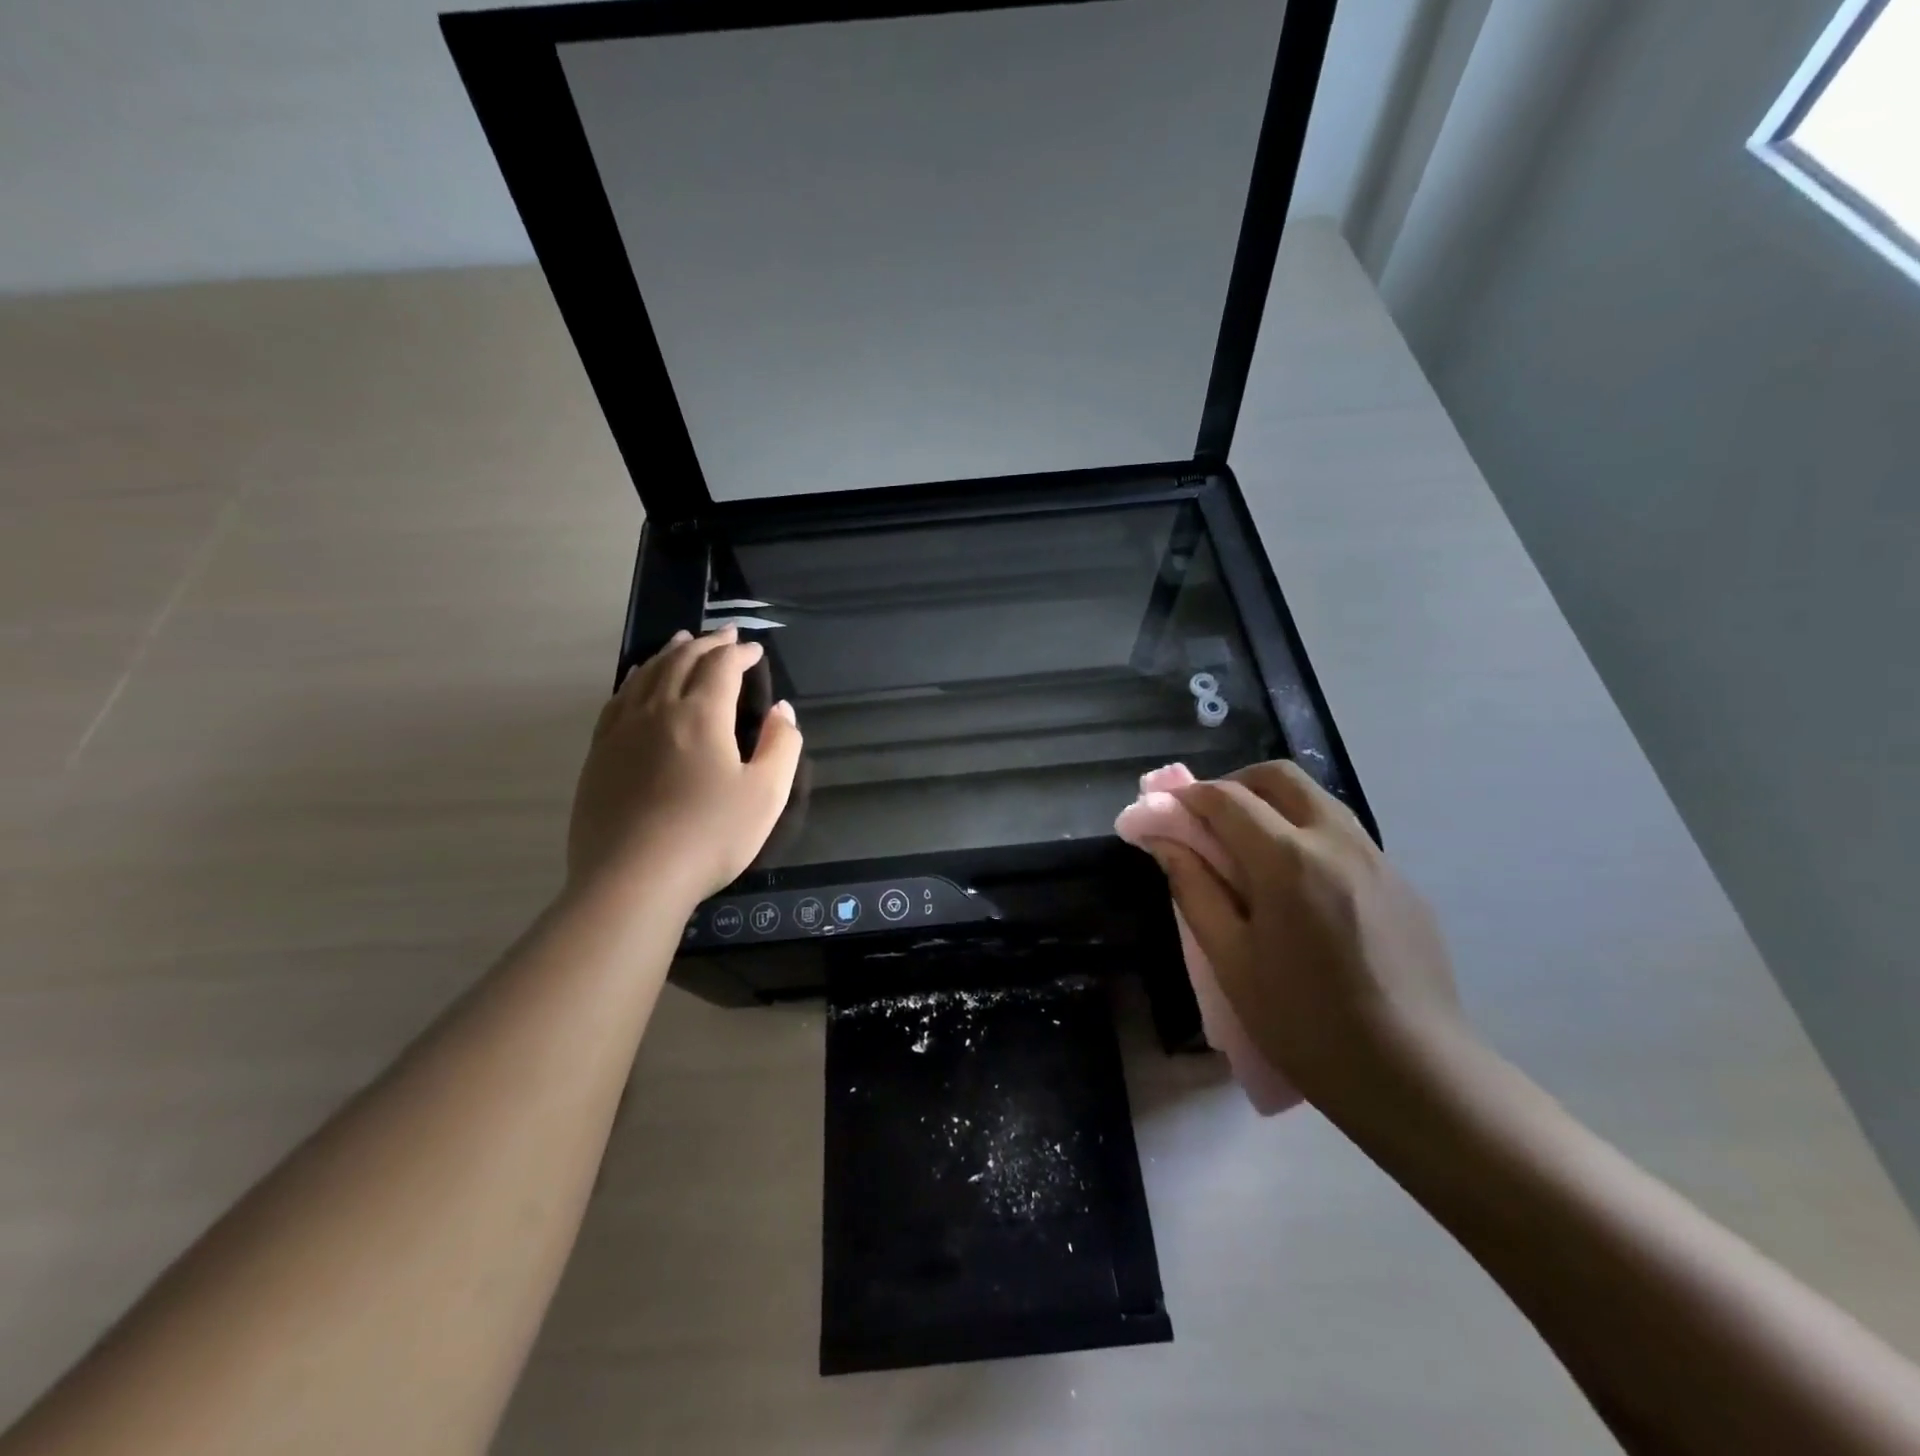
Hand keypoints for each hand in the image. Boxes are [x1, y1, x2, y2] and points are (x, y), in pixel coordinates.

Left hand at [567, 628, 802, 906]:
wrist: (633, 879)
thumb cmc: (709, 836)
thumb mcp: (766, 794)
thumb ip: (781, 746)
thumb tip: (783, 710)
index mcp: (700, 715)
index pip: (722, 667)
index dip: (740, 653)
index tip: (755, 650)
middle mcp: (657, 711)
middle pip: (681, 662)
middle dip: (707, 645)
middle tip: (725, 636)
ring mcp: (621, 732)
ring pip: (646, 676)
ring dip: (669, 654)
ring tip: (682, 642)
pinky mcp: (599, 755)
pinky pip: (617, 701)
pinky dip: (634, 680)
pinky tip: (638, 683)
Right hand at [1149, 760, 1462, 1109]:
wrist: (1416, 1076)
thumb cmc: (1305, 1023)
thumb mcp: (1231, 960)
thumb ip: (1193, 888)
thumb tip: (1164, 840)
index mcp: (1288, 860)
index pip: (1226, 799)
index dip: (1187, 797)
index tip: (1163, 810)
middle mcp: (1336, 841)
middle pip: (1279, 777)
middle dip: (1234, 784)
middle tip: (1208, 821)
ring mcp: (1378, 858)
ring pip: (1317, 799)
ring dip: (1273, 805)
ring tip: (1250, 851)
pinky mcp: (1402, 882)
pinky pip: (1345, 834)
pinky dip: (1308, 834)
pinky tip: (1300, 888)